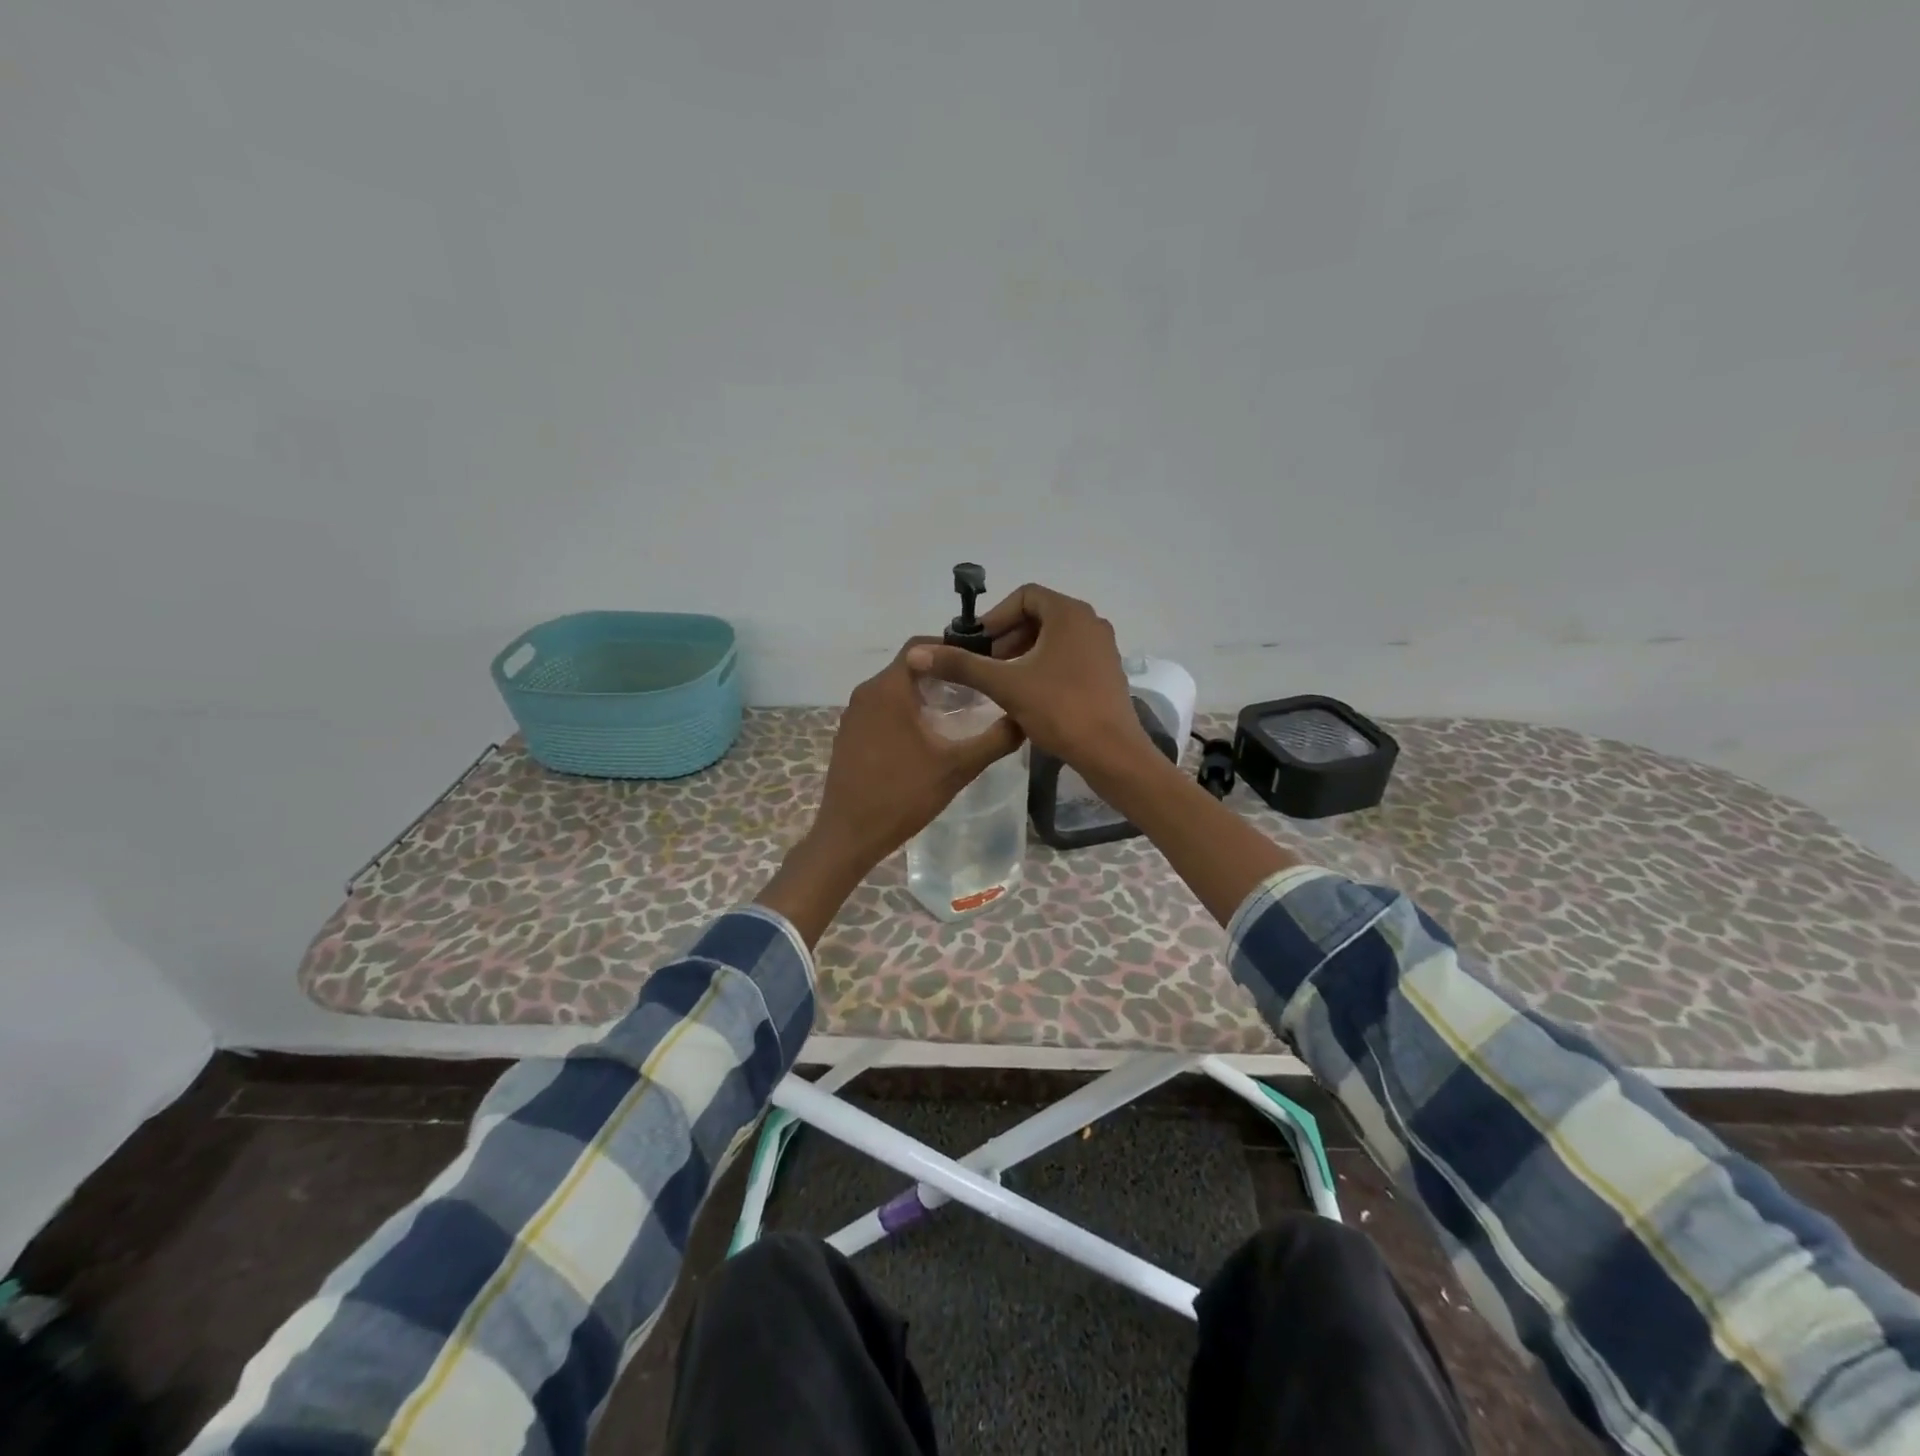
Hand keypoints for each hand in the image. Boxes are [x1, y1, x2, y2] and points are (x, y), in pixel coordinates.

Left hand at [757, 639, 1023, 945]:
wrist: (849, 835)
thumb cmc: (903, 796)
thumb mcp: (957, 768)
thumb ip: (994, 740)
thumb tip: (1024, 718)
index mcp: (888, 689)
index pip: (922, 646)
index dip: (954, 649)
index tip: (983, 663)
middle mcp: (866, 693)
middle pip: (910, 666)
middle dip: (944, 673)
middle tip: (978, 689)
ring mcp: (853, 714)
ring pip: (895, 689)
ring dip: (925, 693)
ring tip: (959, 711)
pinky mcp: (848, 735)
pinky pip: (882, 709)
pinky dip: (906, 711)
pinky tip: (928, 736)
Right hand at [905, 584, 1153, 776]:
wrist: (1111, 752)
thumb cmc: (1059, 709)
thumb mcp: (1005, 685)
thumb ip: (962, 665)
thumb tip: (917, 653)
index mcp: (1069, 614)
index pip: (1025, 596)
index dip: (996, 617)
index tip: (978, 645)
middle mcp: (1090, 622)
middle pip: (1039, 616)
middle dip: (1008, 637)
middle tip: (986, 665)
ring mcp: (1103, 648)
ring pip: (1054, 639)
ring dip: (1024, 654)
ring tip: (1003, 682)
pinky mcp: (1107, 673)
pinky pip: (1068, 657)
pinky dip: (1044, 667)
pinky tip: (1029, 696)